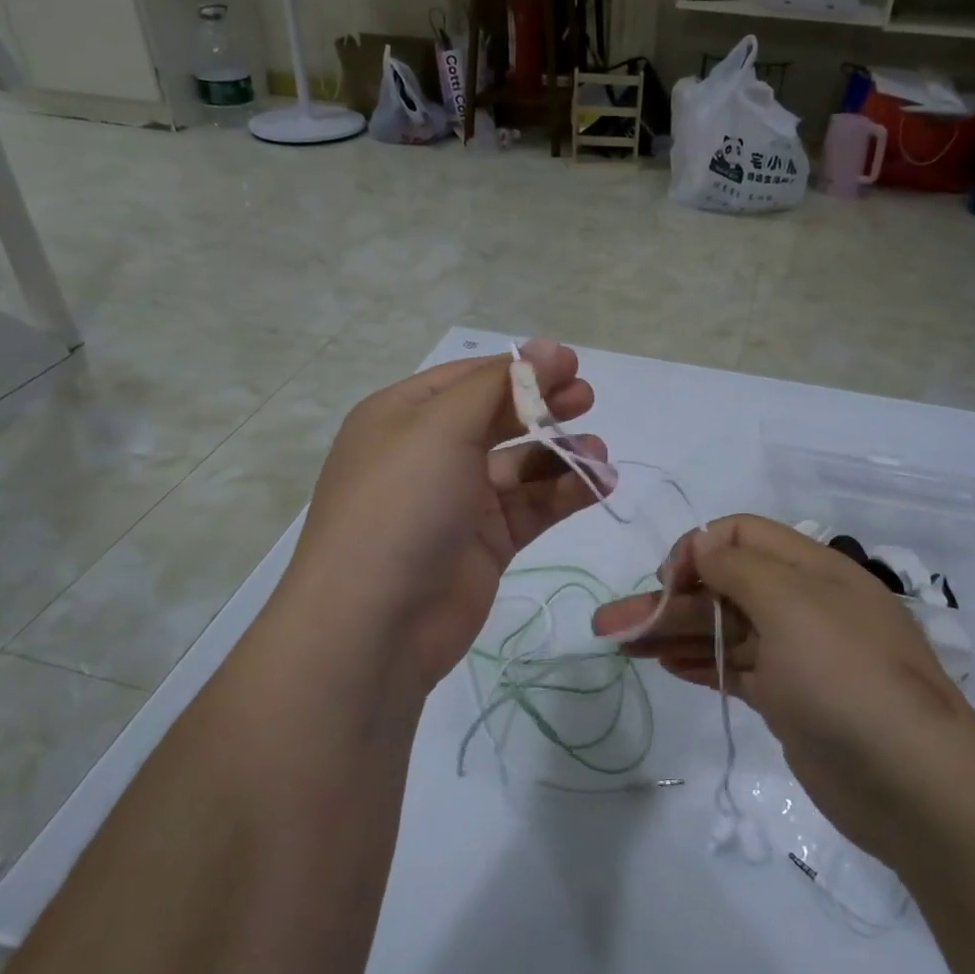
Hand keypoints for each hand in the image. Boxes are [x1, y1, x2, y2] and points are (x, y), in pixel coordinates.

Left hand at [282, 340, 607, 693]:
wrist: (374, 625)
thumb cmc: (400, 507)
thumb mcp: (442, 429)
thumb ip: (499, 386)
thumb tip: (548, 348)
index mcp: (405, 417)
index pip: (471, 378)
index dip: (521, 368)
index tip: (572, 364)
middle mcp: (430, 454)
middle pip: (498, 417)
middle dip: (544, 405)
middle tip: (588, 398)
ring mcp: (459, 501)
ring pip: (521, 465)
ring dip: (562, 454)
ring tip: (598, 453)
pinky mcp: (485, 543)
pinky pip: (533, 507)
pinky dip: (566, 494)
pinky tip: (600, 485)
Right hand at [591, 514, 974, 861]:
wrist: (914, 785)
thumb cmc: (846, 678)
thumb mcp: (792, 604)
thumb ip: (737, 567)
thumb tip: (699, 546)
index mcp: (811, 569)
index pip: (740, 536)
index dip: (697, 550)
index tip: (669, 582)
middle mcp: (803, 604)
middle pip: (722, 587)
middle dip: (666, 599)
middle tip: (611, 624)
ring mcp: (796, 655)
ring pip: (722, 630)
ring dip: (671, 631)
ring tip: (620, 644)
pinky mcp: (789, 699)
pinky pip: (734, 668)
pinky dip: (699, 662)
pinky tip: (664, 664)